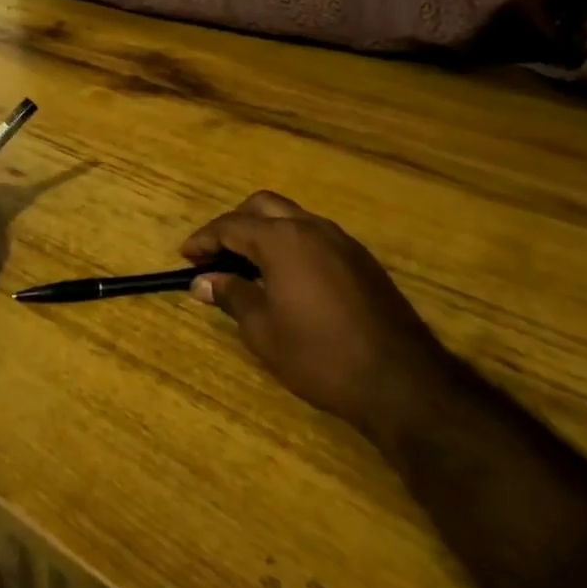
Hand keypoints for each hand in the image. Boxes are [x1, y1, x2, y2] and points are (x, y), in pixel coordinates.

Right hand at [182, 191, 442, 433]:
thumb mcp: (263, 330)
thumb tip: (203, 281)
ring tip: (247, 264)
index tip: (186, 257)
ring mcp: (342, 241)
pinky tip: (286, 276)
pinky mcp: (362, 260)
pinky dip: (291, 243)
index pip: (231, 226)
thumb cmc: (319, 355)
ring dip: (264, 231)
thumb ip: (231, 295)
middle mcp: (311, 228)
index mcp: (282, 240)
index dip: (204, 240)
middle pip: (263, 206)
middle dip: (234, 223)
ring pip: (292, 217)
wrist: (400, 381)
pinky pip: (315, 235)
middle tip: (216, 253)